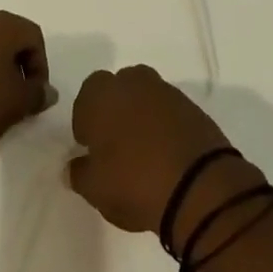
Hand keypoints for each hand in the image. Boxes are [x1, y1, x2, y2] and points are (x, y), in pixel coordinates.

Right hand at [69, 65, 259, 243]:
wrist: (199, 187)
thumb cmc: (134, 182)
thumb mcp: (95, 188)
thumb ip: (79, 174)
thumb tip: (73, 167)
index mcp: (102, 94)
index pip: (86, 96)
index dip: (86, 120)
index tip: (91, 147)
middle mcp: (133, 82)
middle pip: (118, 89)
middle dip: (115, 111)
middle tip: (116, 146)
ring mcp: (166, 92)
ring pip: (145, 97)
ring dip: (142, 117)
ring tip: (144, 152)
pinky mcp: (193, 108)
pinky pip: (170, 112)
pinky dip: (165, 127)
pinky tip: (166, 155)